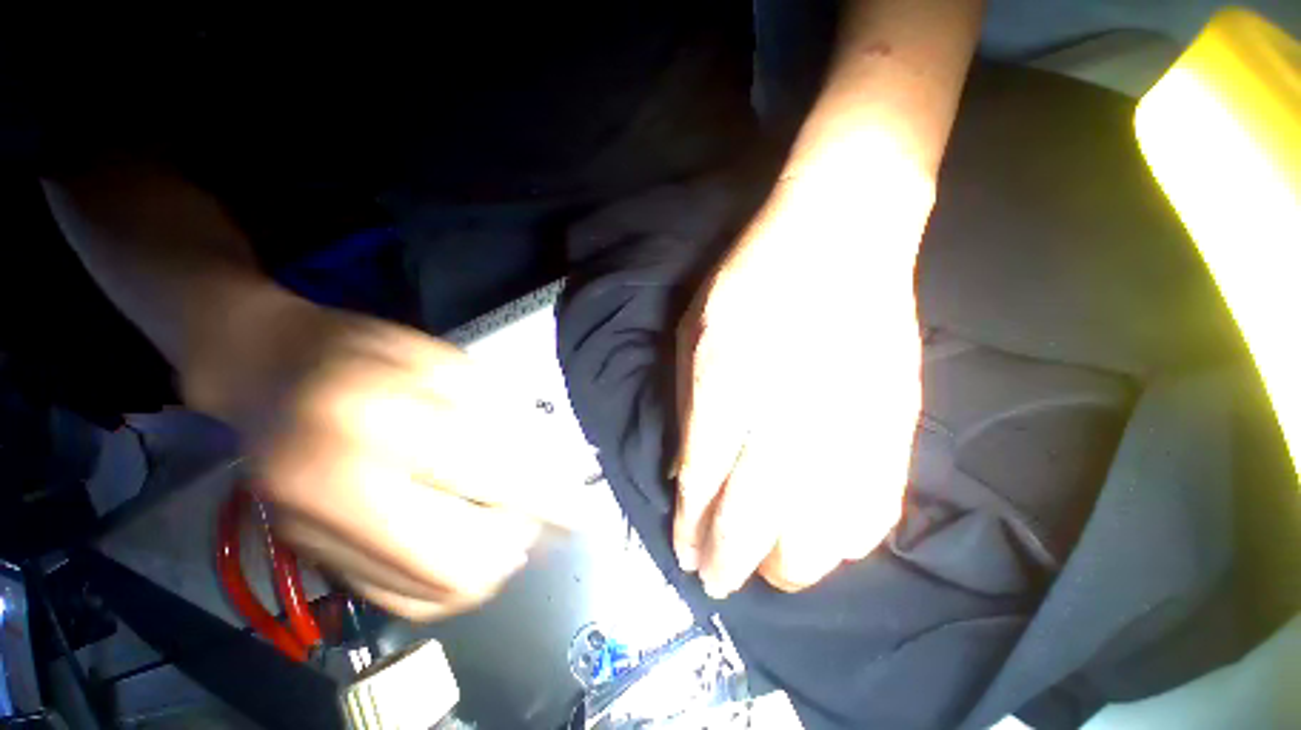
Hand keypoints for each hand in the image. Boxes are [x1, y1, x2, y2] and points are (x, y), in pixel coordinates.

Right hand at [192, 296, 541, 619]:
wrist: (269, 371)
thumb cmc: (369, 355)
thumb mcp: (447, 365)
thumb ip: (502, 416)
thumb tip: (552, 469)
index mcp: (379, 419)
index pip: (491, 479)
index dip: (548, 501)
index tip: (580, 513)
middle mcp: (338, 489)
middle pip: (463, 559)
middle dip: (519, 543)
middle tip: (538, 514)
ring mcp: (317, 537)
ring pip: (437, 592)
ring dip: (492, 566)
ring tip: (509, 527)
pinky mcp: (313, 559)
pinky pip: (404, 601)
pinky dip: (454, 582)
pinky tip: (470, 546)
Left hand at [673, 162, 930, 598]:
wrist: (839, 237)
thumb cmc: (752, 275)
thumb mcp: (693, 329)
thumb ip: (688, 402)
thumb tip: (683, 469)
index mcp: (727, 378)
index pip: (703, 479)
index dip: (691, 524)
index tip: (685, 551)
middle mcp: (786, 411)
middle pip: (753, 519)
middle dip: (729, 560)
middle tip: (715, 580)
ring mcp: (847, 420)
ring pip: (818, 534)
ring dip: (787, 563)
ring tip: (765, 568)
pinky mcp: (895, 420)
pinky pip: (874, 508)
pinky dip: (843, 541)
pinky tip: (821, 544)